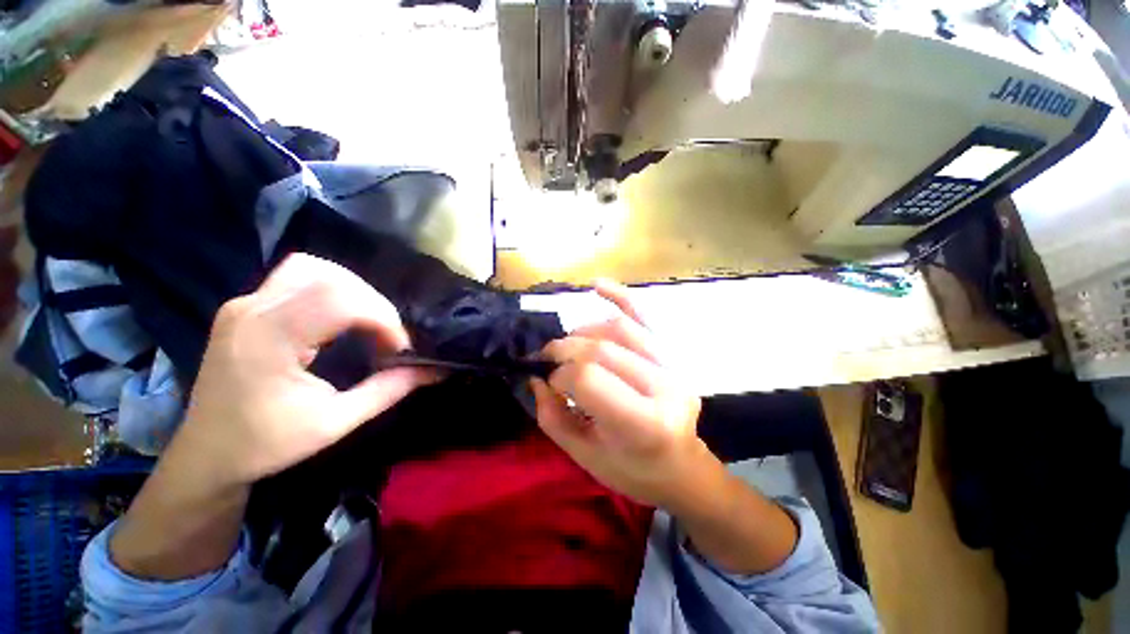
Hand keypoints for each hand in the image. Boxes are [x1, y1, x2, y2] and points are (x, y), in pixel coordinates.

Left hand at [171, 253, 434, 489]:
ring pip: (314, 268)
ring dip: (354, 290)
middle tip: (387, 338)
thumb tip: (434, 371)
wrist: (206, 455)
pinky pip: (298, 277)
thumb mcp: (334, 423)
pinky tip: (340, 317)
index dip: (383, 319)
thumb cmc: (265, 445)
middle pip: (331, 277)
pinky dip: (332, 289)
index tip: (399, 349)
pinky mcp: (246, 306)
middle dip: (374, 304)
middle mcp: (251, 309)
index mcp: (267, 339)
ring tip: (368, 323)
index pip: (340, 300)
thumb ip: (388, 390)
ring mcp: (244, 303)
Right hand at [531, 280, 706, 507]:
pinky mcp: (673, 353)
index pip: (588, 379)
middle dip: (564, 350)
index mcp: (644, 424)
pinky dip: (621, 296)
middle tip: (547, 359)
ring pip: (619, 328)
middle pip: (601, 350)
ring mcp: (673, 365)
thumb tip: (536, 379)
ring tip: (569, 345)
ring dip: (583, 331)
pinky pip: (646, 316)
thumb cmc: (633, 471)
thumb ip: (553, 416)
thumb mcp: (585, 456)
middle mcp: (664, 387)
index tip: (548, 382)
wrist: (682, 467)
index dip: (559, 375)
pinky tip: (597, 285)